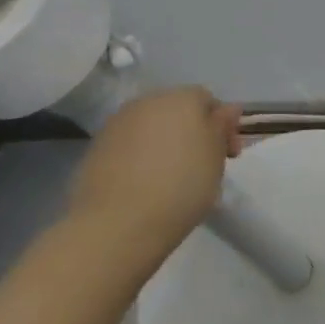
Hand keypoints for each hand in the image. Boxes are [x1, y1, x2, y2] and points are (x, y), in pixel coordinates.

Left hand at [67, 87, 242, 268]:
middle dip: (192, 131)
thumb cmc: (181, 186)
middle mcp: (148, 101)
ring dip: (164, 143)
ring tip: (172, 177)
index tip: (229, 156)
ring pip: (151, 127)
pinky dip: (140, 157)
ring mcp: (117, 124)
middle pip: (177, 110)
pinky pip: (129, 145)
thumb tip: (228, 108)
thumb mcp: (216, 158)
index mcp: (182, 98)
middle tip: (203, 165)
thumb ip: (222, 126)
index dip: (223, 126)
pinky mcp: (95, 148)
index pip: (208, 100)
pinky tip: (144, 184)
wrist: (117, 225)